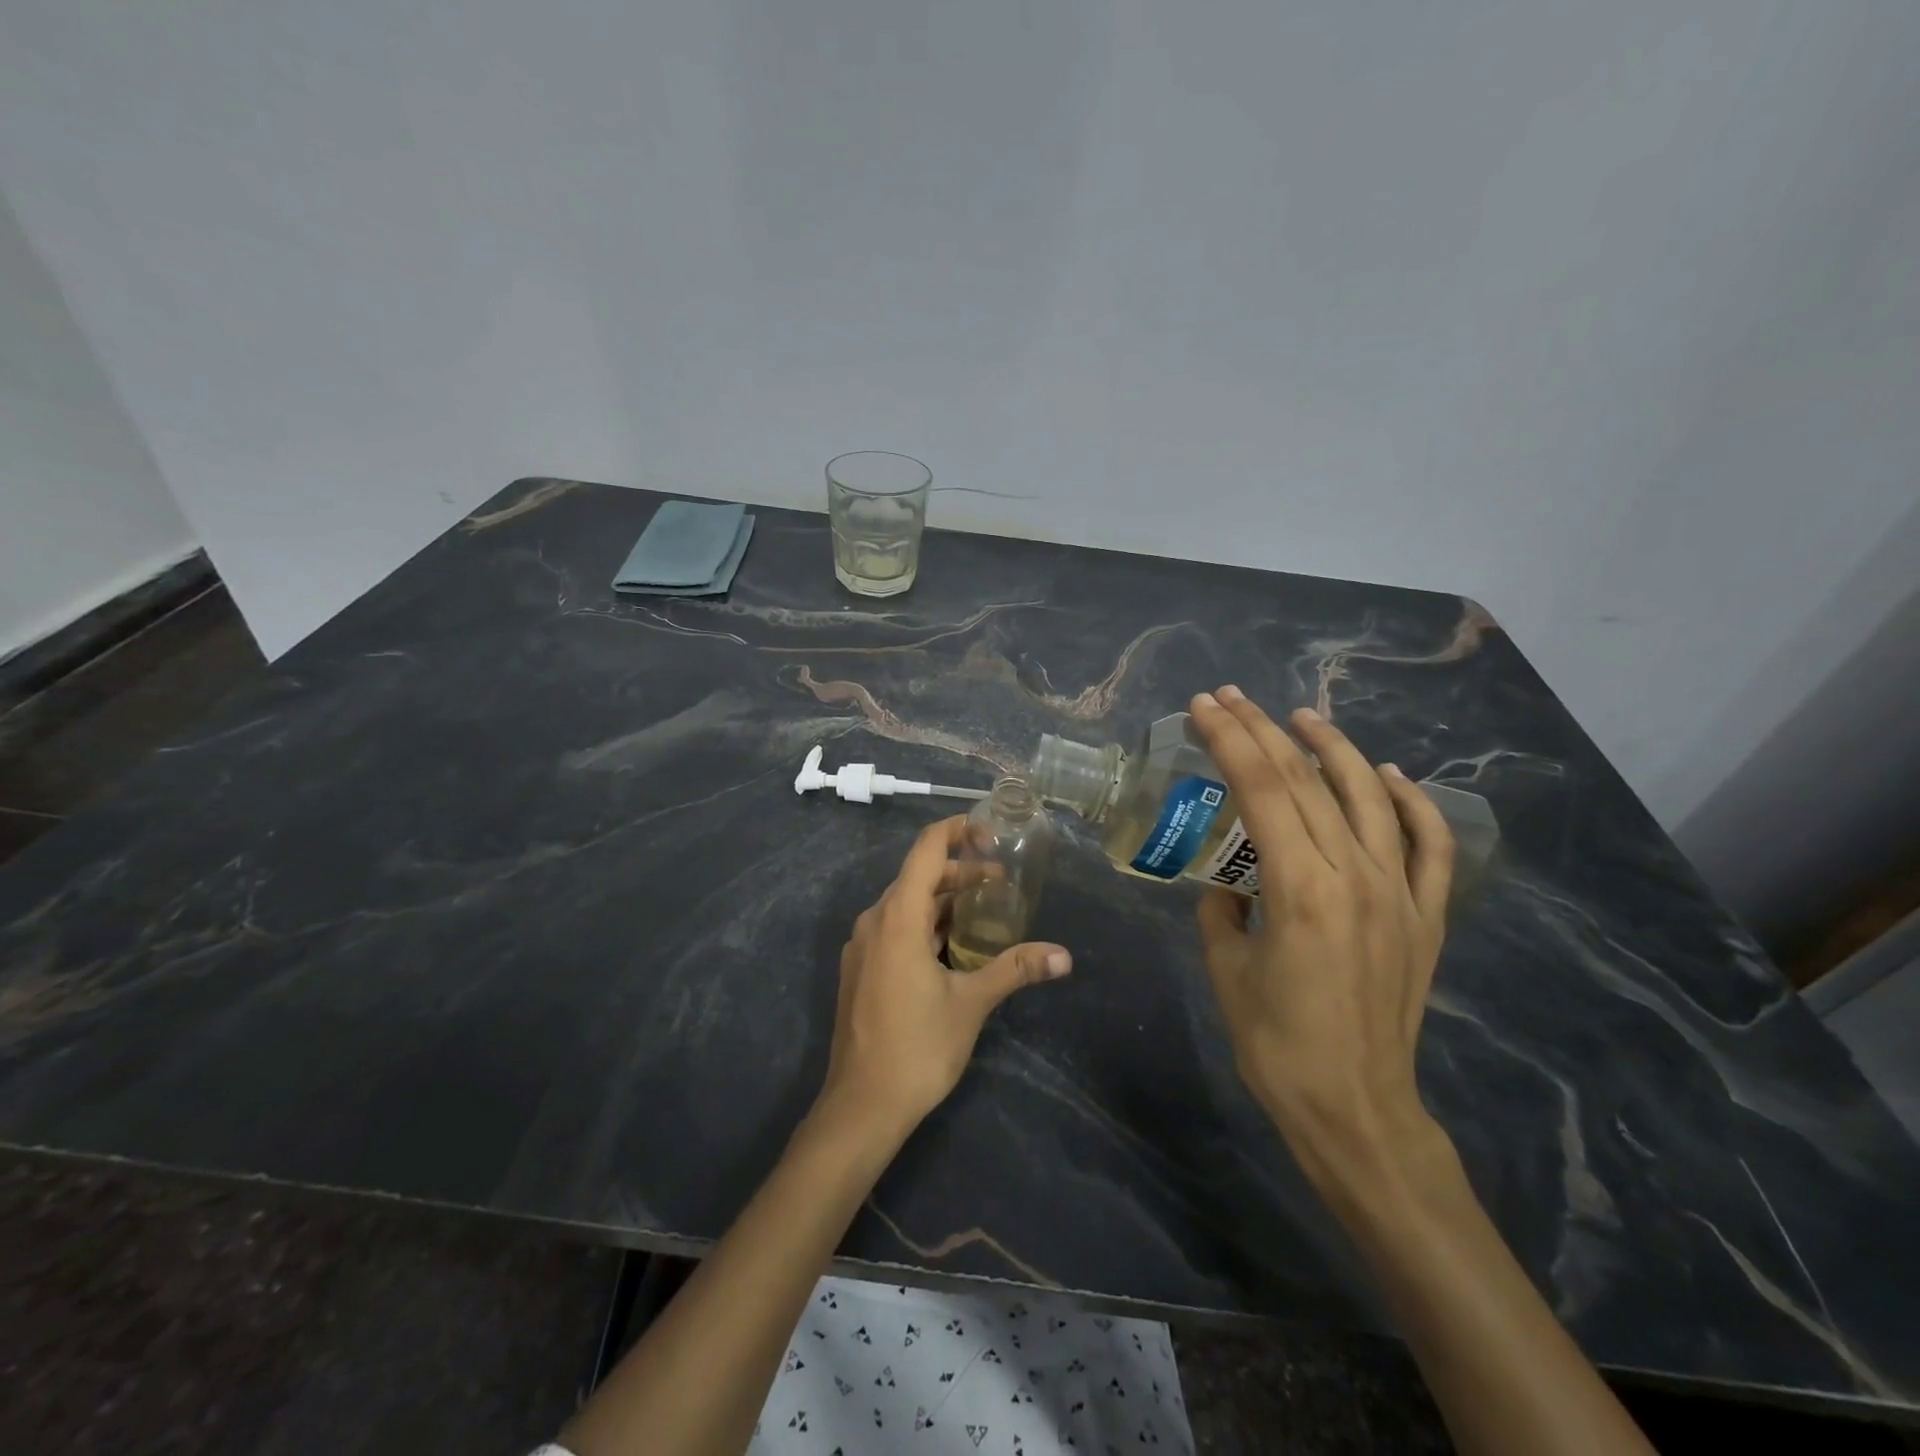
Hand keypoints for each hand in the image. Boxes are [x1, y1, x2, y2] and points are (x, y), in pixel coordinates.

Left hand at [818, 816, 1071, 1135]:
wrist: (861, 1106)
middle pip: (918, 876)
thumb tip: (1064, 956)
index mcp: (898, 917)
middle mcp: (875, 921)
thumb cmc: (917, 1047)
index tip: (990, 832)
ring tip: (984, 911)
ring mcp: (863, 946)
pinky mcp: (861, 969)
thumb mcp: (971, 1003)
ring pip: (906, 904)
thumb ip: (1015, 970)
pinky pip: (895, 929)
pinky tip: (952, 946)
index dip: (956, 830)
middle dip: (959, 872)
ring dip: (943, 900)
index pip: (926, 850)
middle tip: (1001, 882)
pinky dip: (925, 924)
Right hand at [1189, 686, 1455, 1188]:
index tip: (1203, 708)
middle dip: (1263, 730)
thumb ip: (1221, 911)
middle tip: (1230, 697)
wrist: (1357, 1108)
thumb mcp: (1226, 969)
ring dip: (1334, 749)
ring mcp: (1400, 894)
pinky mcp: (1426, 917)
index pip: (1260, 790)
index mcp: (1300, 889)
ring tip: (1302, 717)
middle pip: (1306, 781)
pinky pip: (1429, 845)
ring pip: (1370, 798)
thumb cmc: (1277, 1044)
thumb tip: (1230, 884)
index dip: (1229, 740)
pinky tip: (1389, 776)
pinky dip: (1412, 803)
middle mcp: (1356, 877)